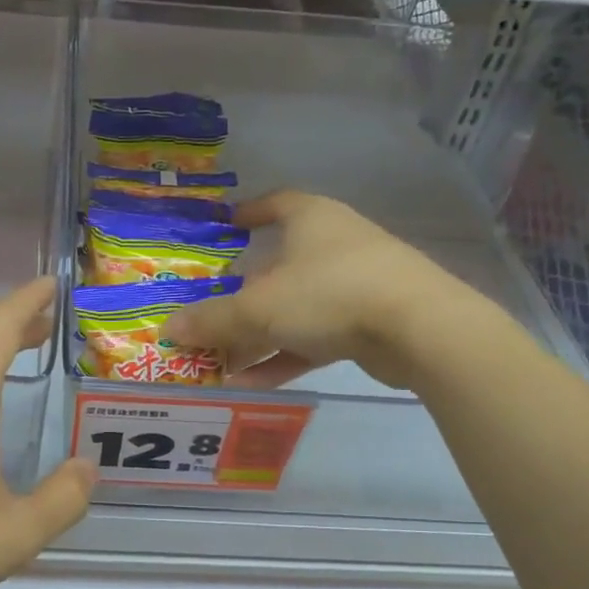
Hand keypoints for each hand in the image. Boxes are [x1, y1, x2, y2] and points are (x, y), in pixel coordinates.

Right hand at [164, 192, 498, 391]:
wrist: (419, 329)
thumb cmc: (330, 293)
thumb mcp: (259, 307)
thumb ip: (212, 320)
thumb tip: (168, 330)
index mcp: (310, 220)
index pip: (275, 204)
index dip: (248, 212)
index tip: (224, 226)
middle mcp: (332, 246)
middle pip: (277, 267)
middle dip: (240, 294)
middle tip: (206, 313)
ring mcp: (354, 286)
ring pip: (293, 309)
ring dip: (256, 336)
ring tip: (218, 362)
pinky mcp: (366, 325)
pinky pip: (312, 338)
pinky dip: (281, 356)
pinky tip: (247, 383)